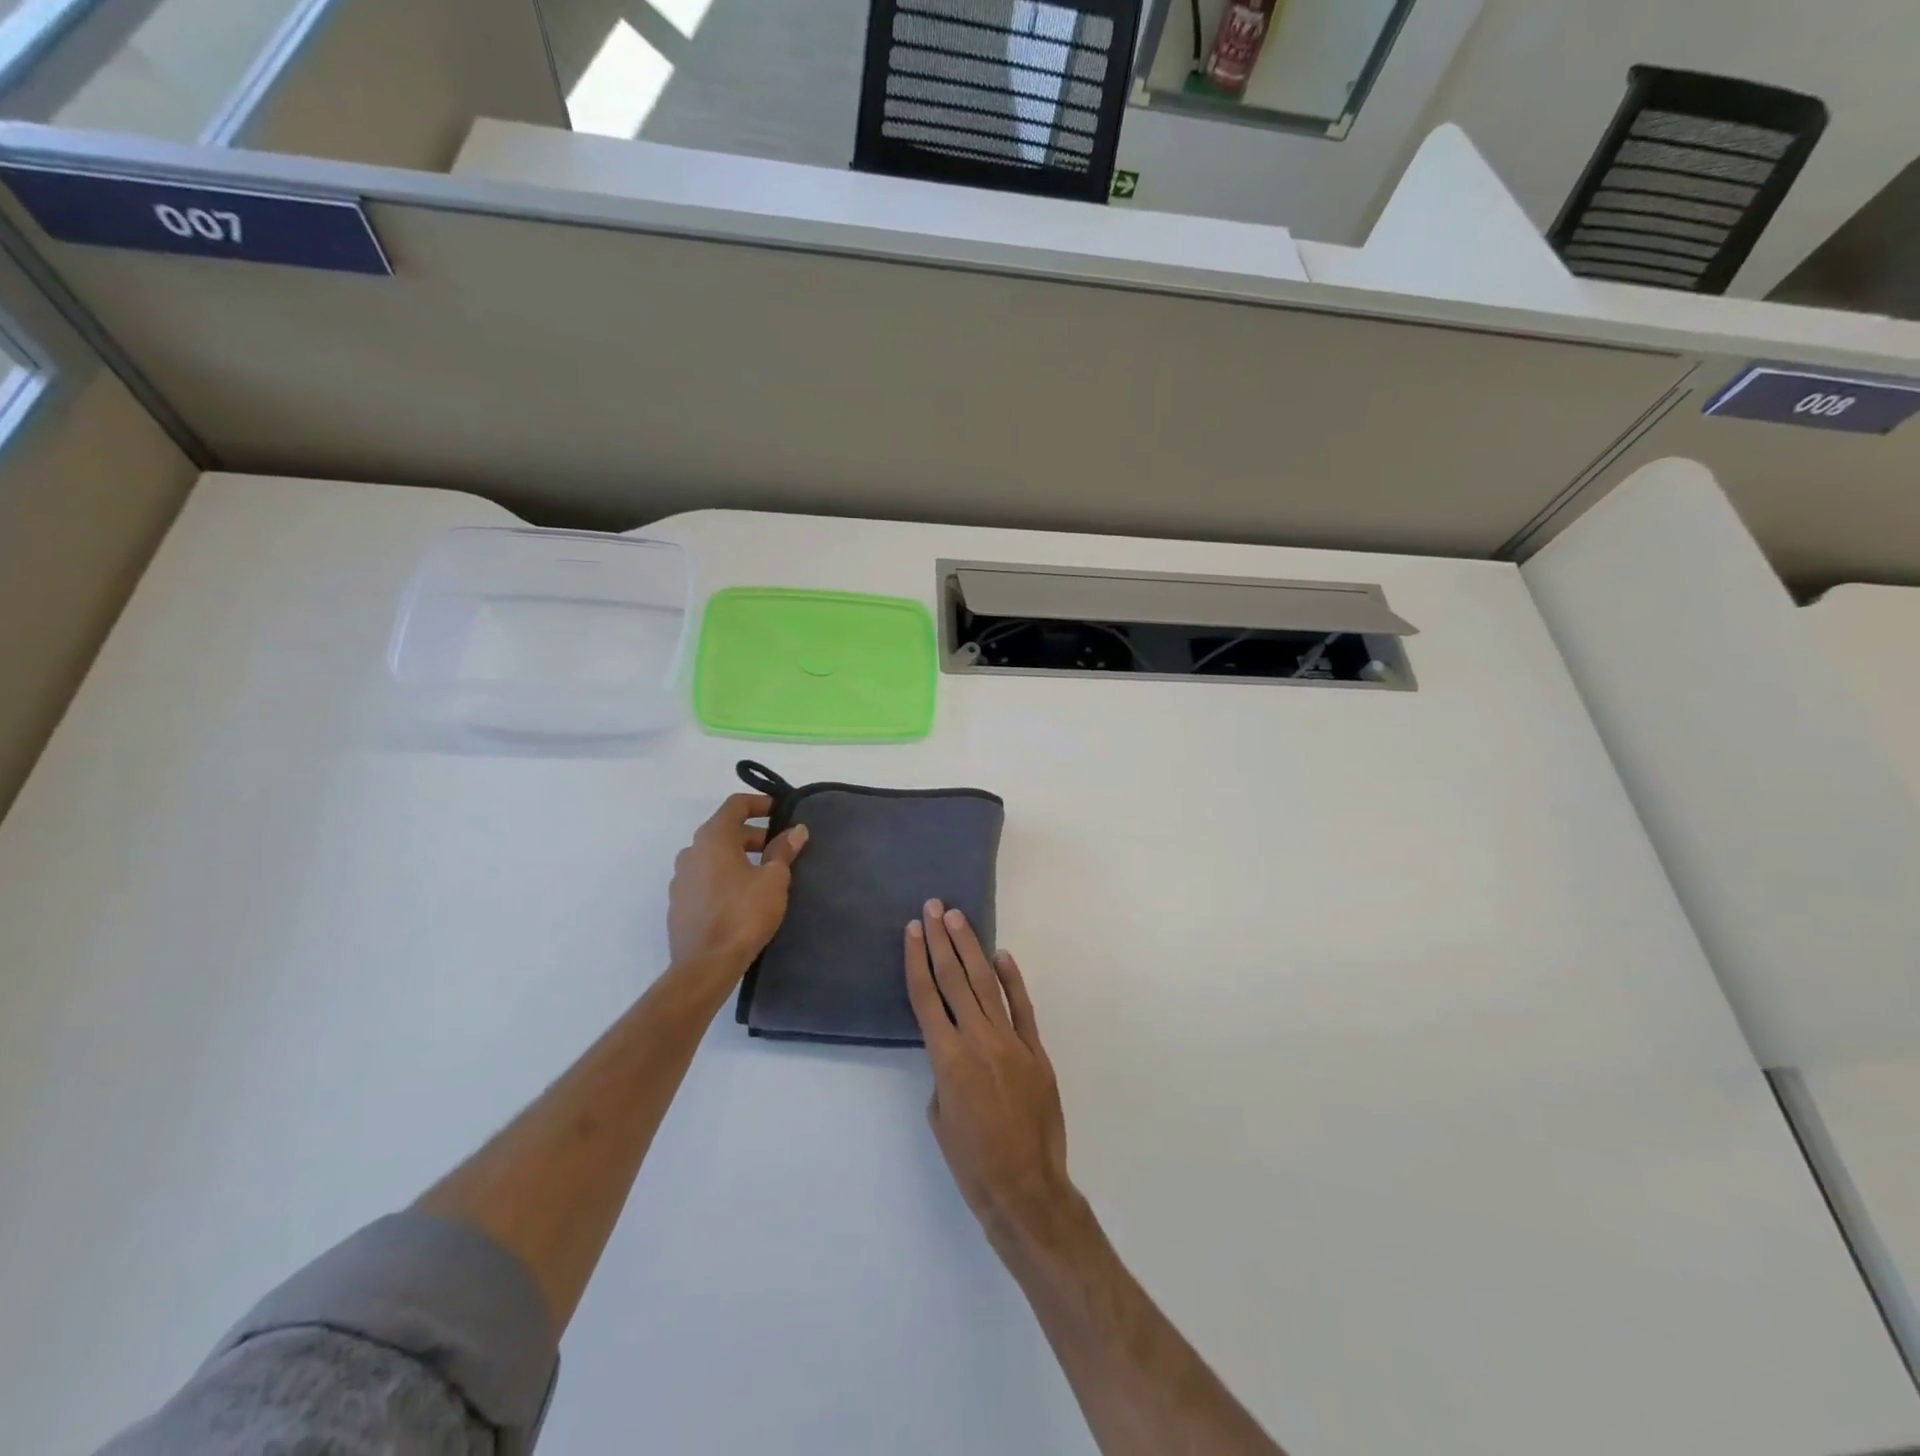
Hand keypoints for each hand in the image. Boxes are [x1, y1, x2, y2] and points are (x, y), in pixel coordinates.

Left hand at [668, 793, 807, 969]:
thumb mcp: (773, 879)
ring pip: (714, 856)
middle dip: (754, 835)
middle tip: (780, 850)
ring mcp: (680, 879)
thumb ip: (783, 850)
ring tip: (764, 875)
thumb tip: (796, 830)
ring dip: (738, 857)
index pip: (736, 805)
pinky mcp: (679, 904)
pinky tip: (743, 898)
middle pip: (725, 831)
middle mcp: (691, 851)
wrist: (706, 964)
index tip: (782, 812)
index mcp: (713, 838)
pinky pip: (705, 879)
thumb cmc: (743, 913)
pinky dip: (724, 878)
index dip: (761, 803)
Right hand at [905, 900, 1077, 1253]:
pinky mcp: (1036, 1051)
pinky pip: (1022, 1008)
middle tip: (933, 907)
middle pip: (955, 979)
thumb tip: (954, 1049)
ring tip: (957, 919)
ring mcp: (1011, 1042)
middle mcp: (978, 1039)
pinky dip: (1012, 980)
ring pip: (987, 984)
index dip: (917, 959)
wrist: (1025, 1188)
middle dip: (941, 940)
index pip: (926, 996)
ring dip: (971, 948)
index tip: (912, 929)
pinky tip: (1002, 956)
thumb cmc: (971, 1161)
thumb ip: (943, 1072)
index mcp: (947, 1058)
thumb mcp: (940, 1116)